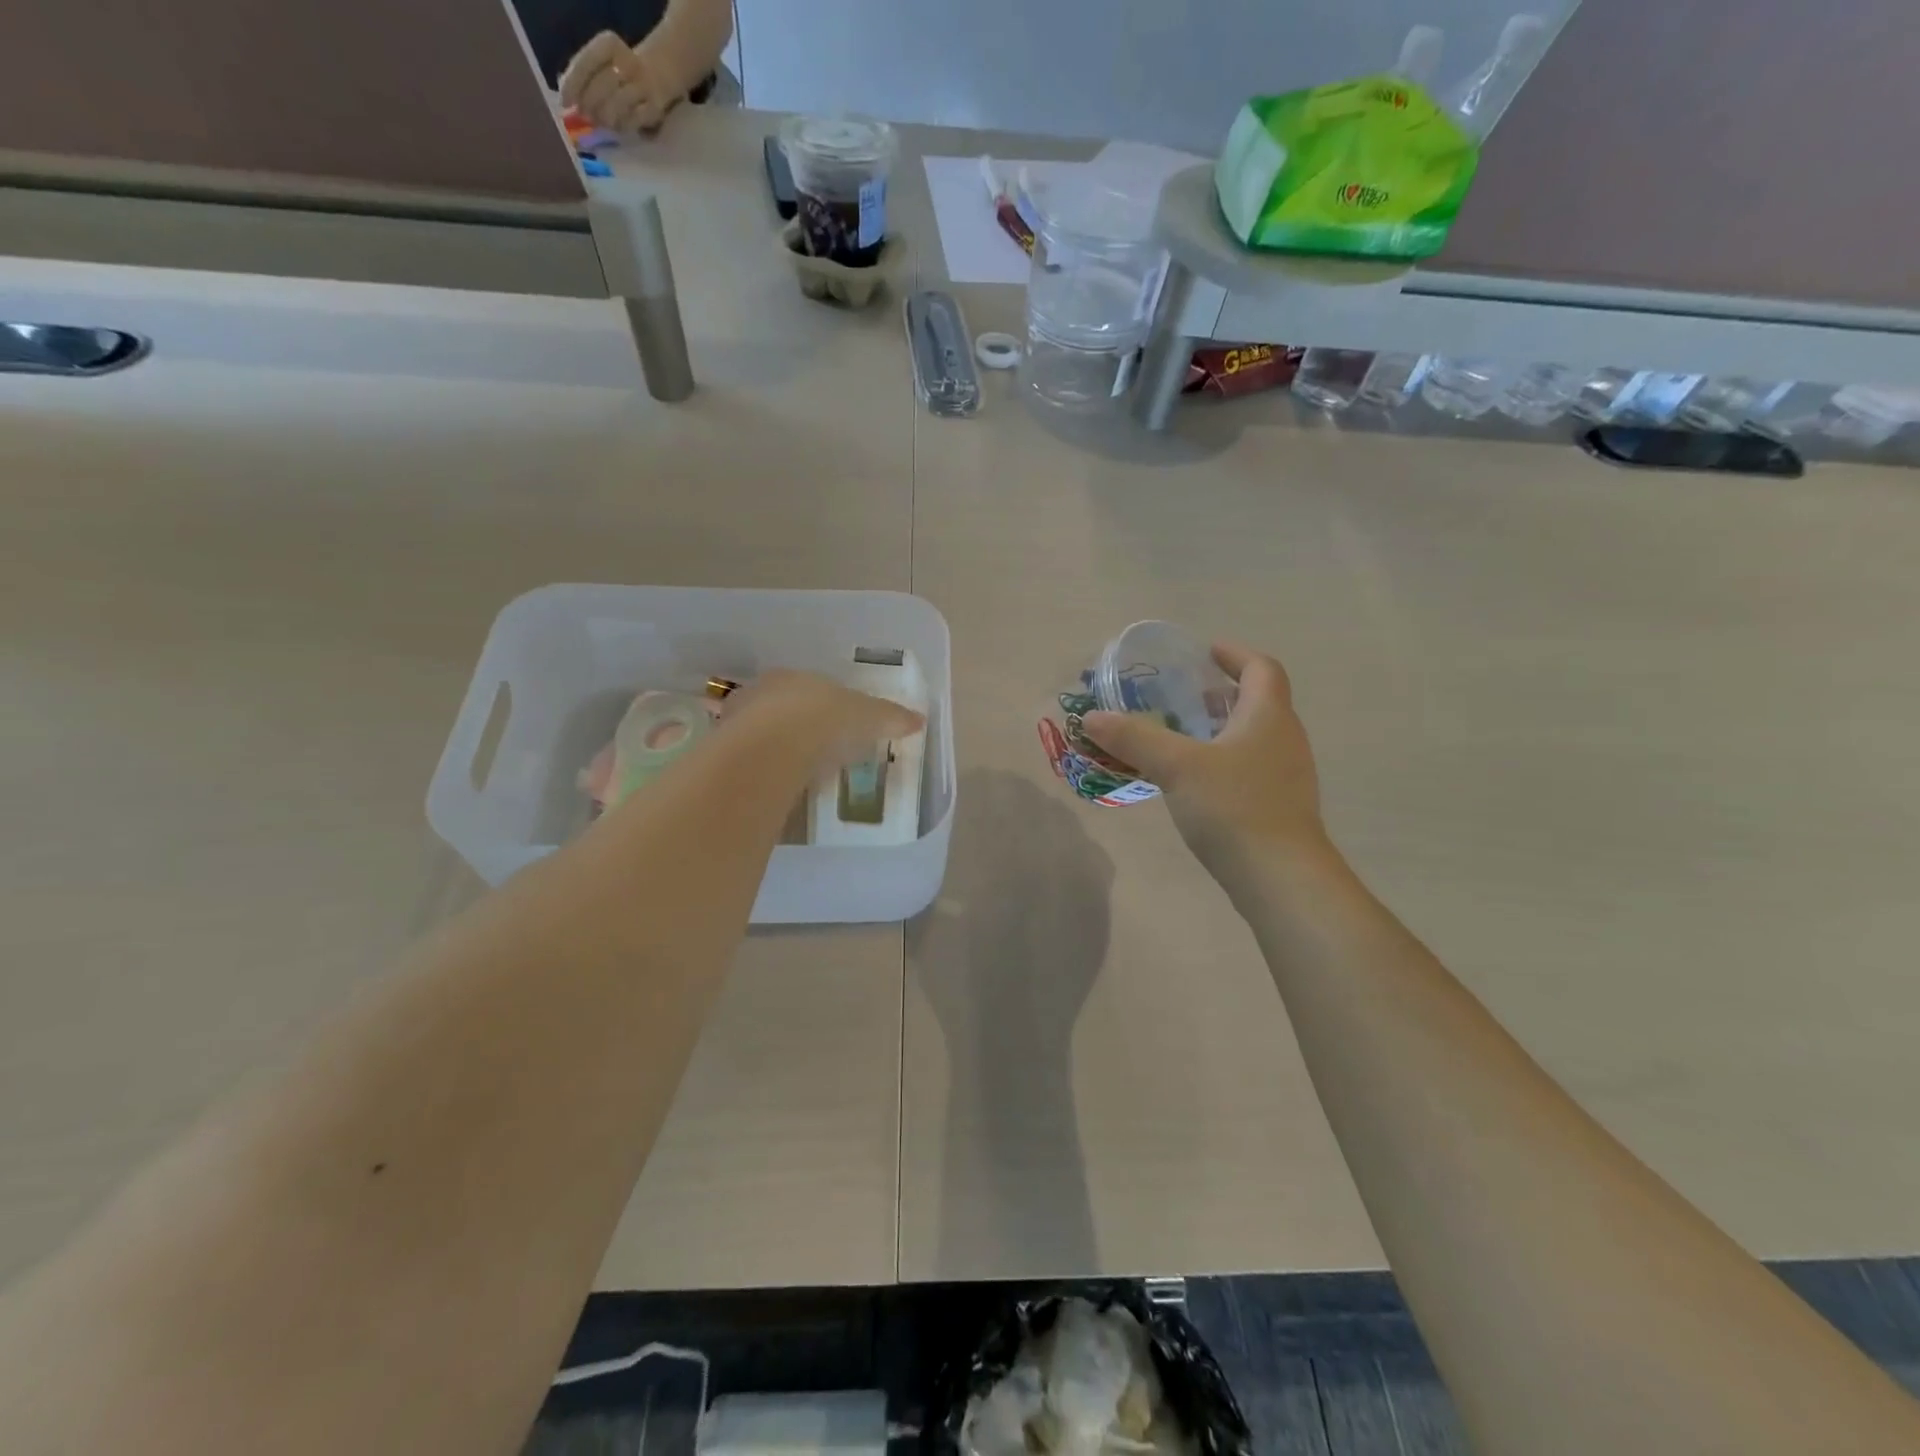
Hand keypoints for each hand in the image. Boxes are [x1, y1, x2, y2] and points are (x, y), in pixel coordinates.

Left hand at [560, 32, 674, 132]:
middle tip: (585, 115)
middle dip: (590, 104)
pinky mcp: (654, 107)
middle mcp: (627, 62)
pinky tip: (617, 125)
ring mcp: (643, 85)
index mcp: (608, 44)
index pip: (586, 62)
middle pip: (602, 86)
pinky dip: (622, 125)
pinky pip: (633, 120)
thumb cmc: (618, 70)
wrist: (656, 73)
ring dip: (605, 117)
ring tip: (601, 121)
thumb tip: (567, 100)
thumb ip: (581, 76)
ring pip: (618, 105)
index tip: (566, 102)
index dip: (574, 84)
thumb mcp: (599, 61)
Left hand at [722, 670, 925, 776]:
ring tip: (794, 774)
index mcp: (794, 676)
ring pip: (758, 734)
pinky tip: (773, 788)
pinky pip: (747, 762)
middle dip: (794, 726)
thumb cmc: (825, 719)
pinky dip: (760, 772)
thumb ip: (891, 717)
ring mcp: (736, 723)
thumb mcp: (869, 717)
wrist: (774, 748)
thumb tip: (918, 720)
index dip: (822, 705)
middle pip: (779, 708)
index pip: (807, 687)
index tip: (834, 724)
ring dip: (773, 750)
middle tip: (814, 751)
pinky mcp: (722, 754)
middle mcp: (760, 693)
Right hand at [1080, 642, 1330, 878]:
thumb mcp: (1176, 766)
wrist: (1281, 877)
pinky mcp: (1280, 806)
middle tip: (1181, 697)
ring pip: (1254, 737)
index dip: (1234, 654)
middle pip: (1259, 701)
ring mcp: (1287, 775)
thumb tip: (1092, 717)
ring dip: (1221, 729)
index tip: (1204, 652)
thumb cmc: (1234, 807)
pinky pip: (1251, 767)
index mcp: (1268, 716)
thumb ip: (1134, 738)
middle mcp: (1285, 738)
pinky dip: (1224, 760)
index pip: (1261, 668)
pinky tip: (1194, 782)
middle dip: (1220, 693)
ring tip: (1181, 738)